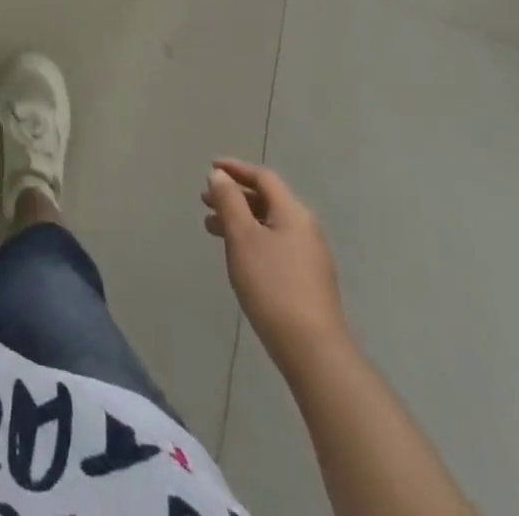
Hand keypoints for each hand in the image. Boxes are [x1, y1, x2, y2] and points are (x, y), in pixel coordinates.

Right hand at [203, 157, 348, 370]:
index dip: (236, 168)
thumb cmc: (272, 285)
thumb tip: (220, 176)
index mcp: (293, 213)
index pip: (263, 178)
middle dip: (234, 196)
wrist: (313, 351)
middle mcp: (305, 228)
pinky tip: (236, 254)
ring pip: (268, 224)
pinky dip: (251, 238)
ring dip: (239, 219)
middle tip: (204, 201)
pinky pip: (274, 244)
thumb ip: (229, 201)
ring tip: (211, 228)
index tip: (210, 168)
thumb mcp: (242, 237)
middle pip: (266, 200)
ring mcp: (309, 256)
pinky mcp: (307, 280)